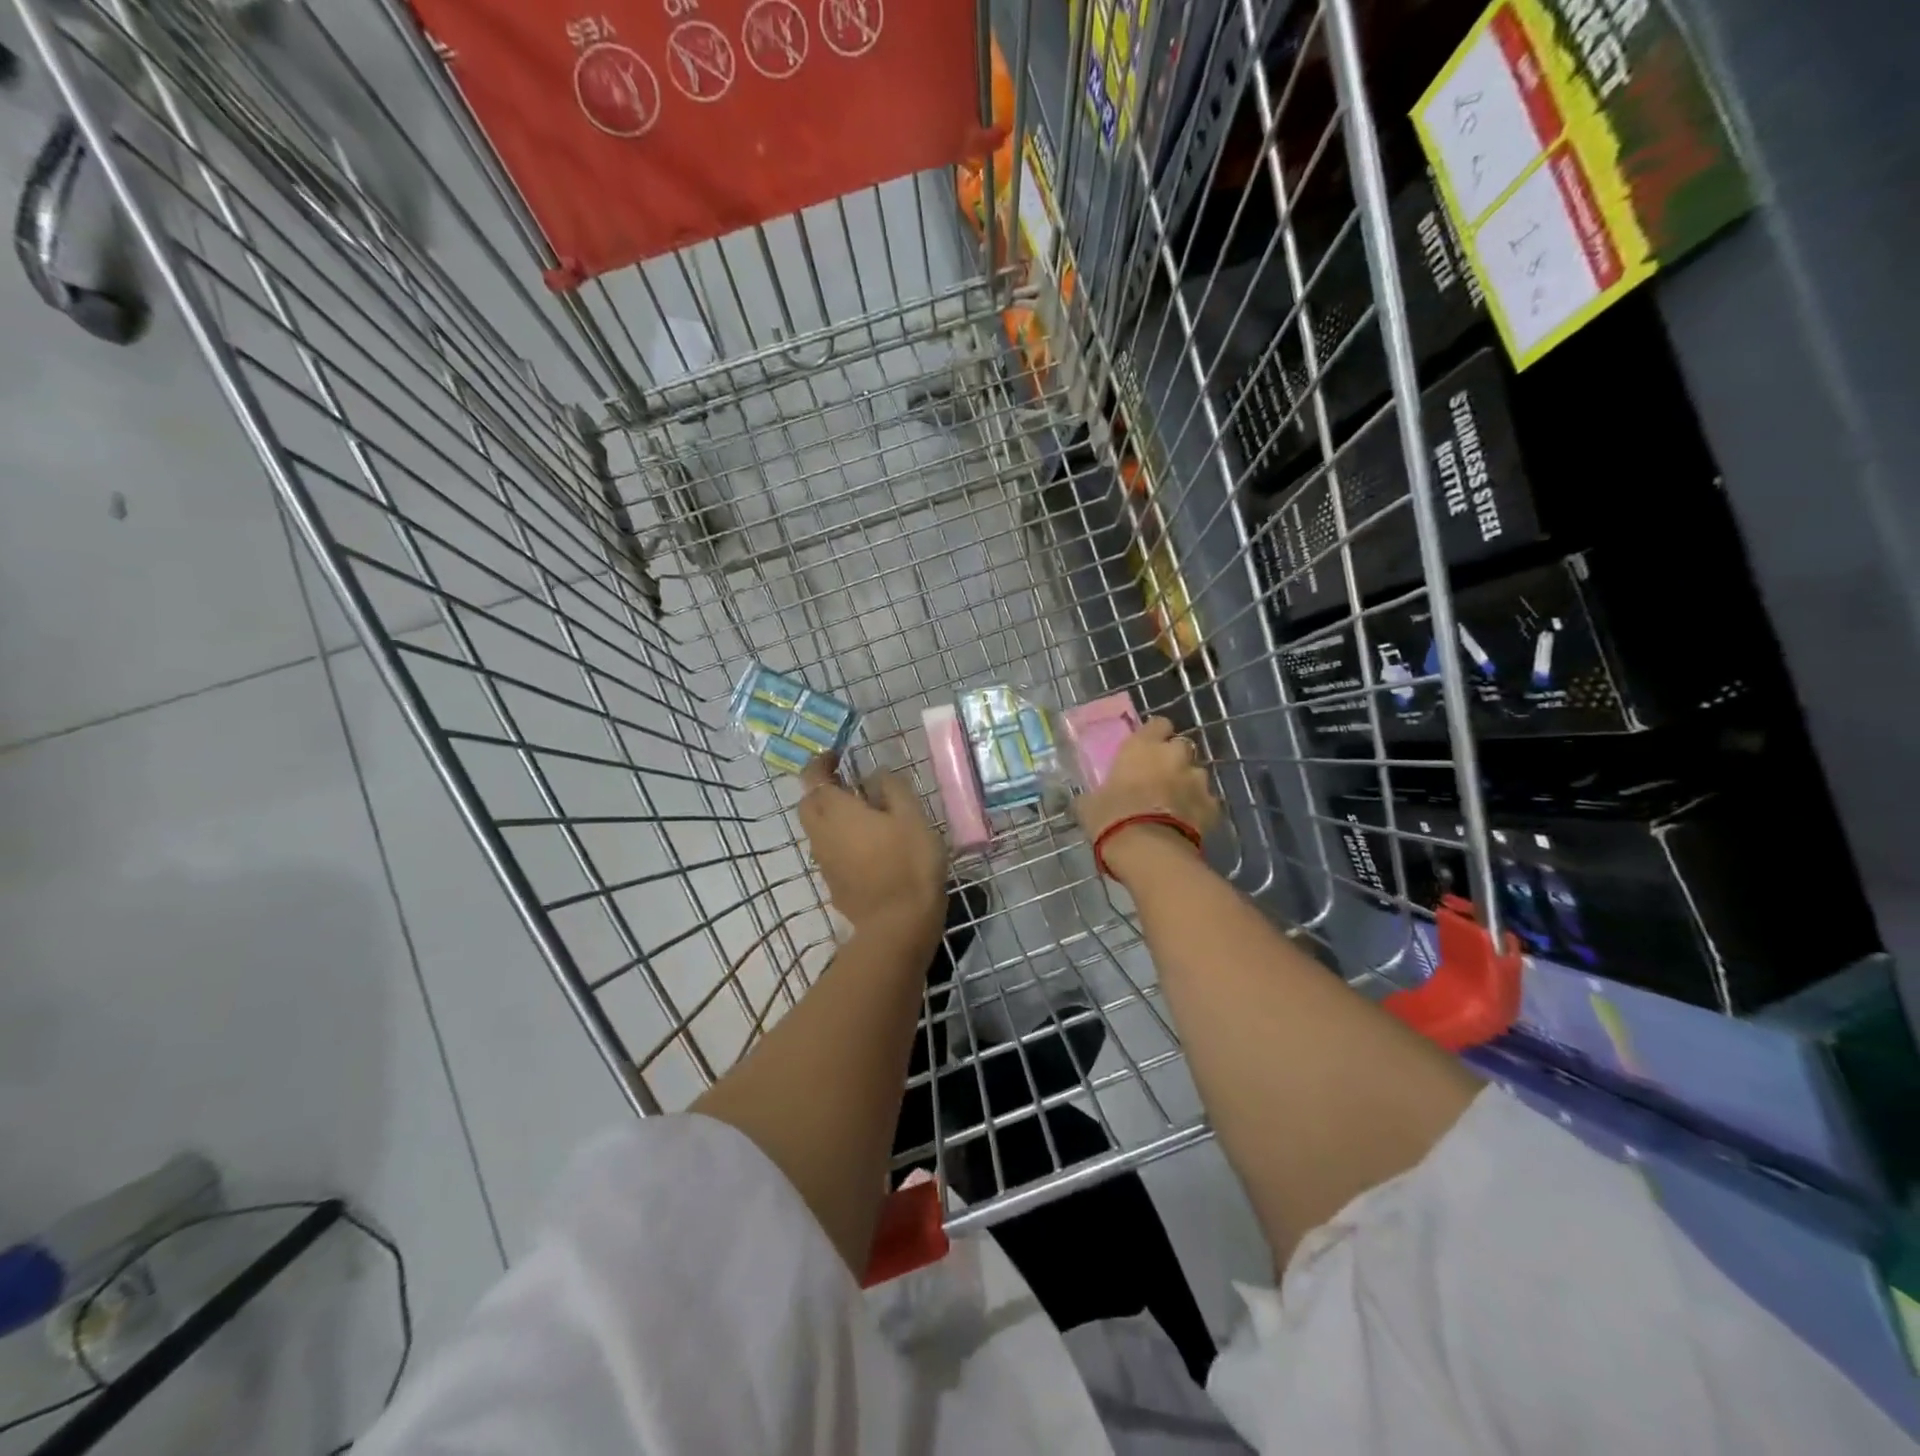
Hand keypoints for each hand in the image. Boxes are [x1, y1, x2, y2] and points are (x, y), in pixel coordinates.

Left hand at [799, 754, 947, 940]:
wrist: (898, 925)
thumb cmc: (908, 863)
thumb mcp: (912, 816)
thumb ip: (892, 788)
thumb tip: (876, 774)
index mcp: (836, 810)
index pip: (812, 776)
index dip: (821, 762)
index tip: (839, 756)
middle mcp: (820, 833)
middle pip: (809, 803)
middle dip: (822, 789)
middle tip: (851, 784)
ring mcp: (824, 861)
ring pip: (817, 829)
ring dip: (831, 817)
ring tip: (865, 815)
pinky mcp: (833, 884)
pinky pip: (829, 852)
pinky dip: (840, 841)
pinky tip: (868, 848)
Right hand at [1073, 717, 1219, 871]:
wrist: (1148, 851)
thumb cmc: (1111, 818)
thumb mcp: (1089, 804)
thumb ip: (1095, 794)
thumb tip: (1089, 799)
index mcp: (1142, 746)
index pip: (1158, 724)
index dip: (1154, 735)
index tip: (1146, 749)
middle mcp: (1174, 755)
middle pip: (1181, 747)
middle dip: (1173, 759)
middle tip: (1159, 778)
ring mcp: (1198, 780)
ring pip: (1196, 775)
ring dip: (1187, 784)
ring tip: (1173, 805)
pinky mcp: (1213, 806)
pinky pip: (1206, 802)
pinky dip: (1198, 809)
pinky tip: (1186, 824)